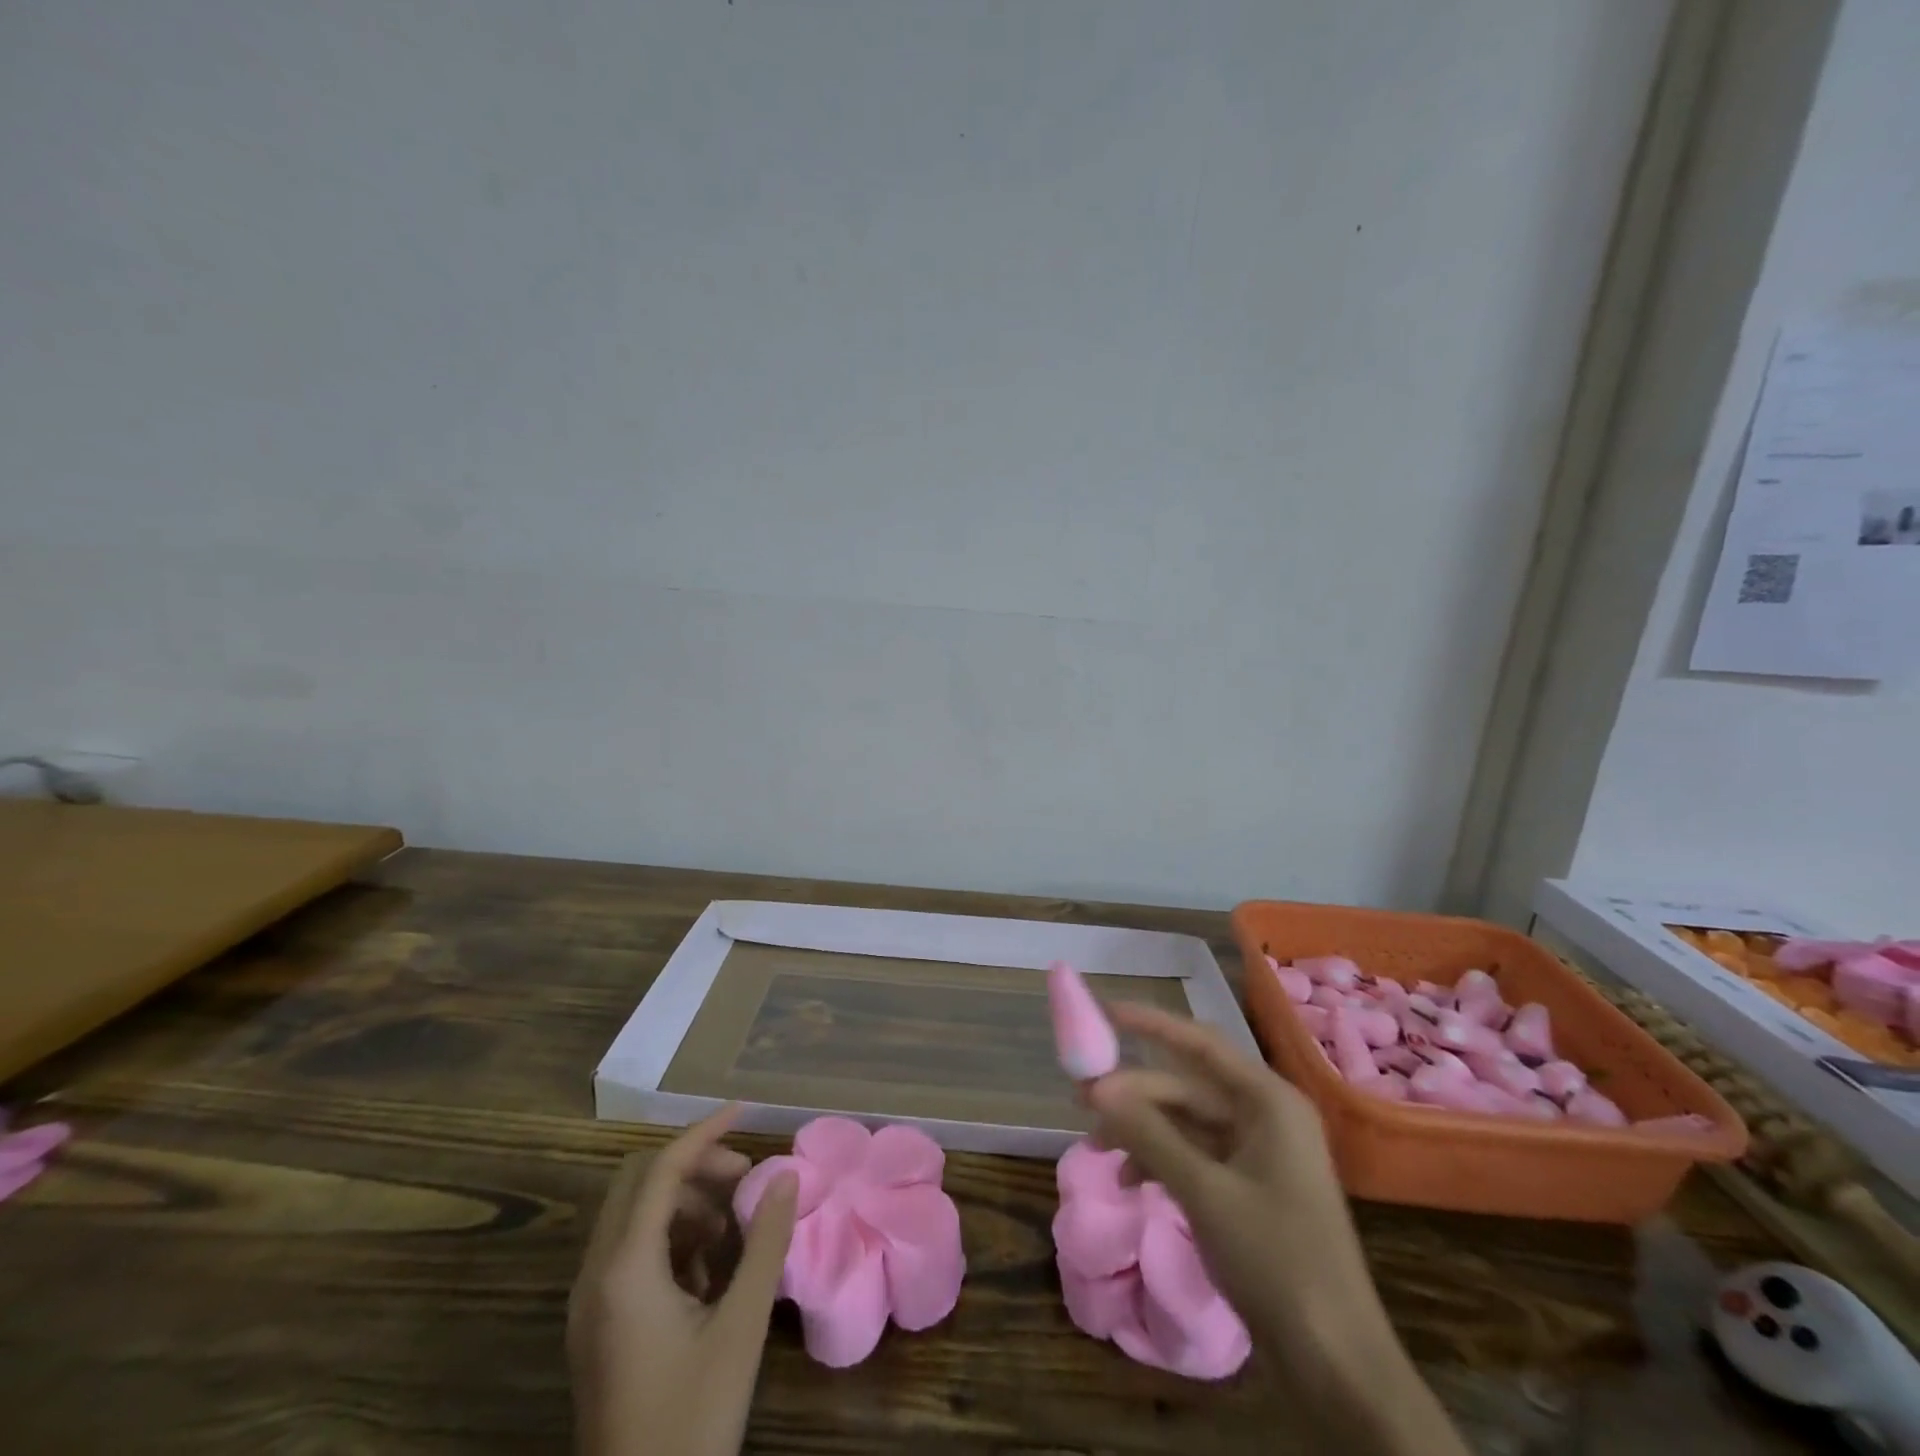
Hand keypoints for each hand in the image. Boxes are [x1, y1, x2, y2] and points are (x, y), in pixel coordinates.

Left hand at [568, 1106, 799, 1455]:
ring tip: (733, 1231)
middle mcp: (595, 1275)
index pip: (660, 1170)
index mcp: (623, 1269)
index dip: (703, 1133)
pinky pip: (629, 1253)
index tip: (744, 1111)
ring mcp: (589, 1304)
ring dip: (683, 1204)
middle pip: (639, 1183)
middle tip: (743, 1179)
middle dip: (694, 1167)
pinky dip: (670, 1240)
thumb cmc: (692, 1419)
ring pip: (633, 1216)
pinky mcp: (596, 1328)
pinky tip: (709, 1272)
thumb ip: (764, 1243)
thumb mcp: (740, 1327)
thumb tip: (786, 1175)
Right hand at [1085, 1005, 1467, 1455]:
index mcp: (1269, 1101)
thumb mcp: (1203, 1191)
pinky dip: (1161, 1161)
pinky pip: (1196, 1155)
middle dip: (1135, 1094)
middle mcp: (1266, 1116)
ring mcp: (1260, 1154)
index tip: (1106, 1012)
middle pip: (1188, 1087)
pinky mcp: (1251, 1188)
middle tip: (1081, 1099)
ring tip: (1095, 1147)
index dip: (1152, 1023)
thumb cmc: (1276, 1260)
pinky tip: (1129, 1180)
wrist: (1336, 1364)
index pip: (1201, 1043)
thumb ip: (1148, 1133)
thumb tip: (1096, 1087)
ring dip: (1142, 1131)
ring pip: (1187, 1123)